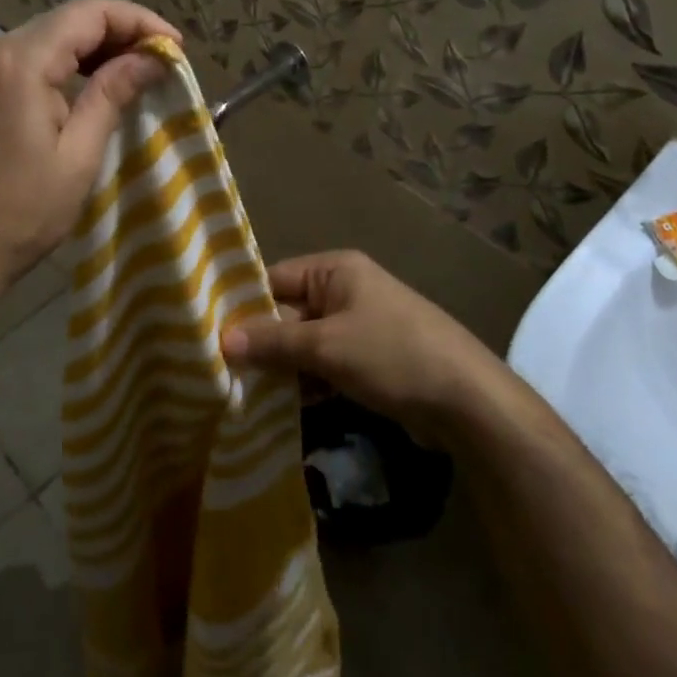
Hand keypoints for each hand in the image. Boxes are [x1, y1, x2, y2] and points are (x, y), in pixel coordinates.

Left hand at [0, 0, 178, 302]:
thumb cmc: (21, 211)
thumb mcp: (79, 154)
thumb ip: (113, 94)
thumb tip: (152, 58)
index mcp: (19, 61)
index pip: (89, 13)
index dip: (138, 21)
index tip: (175, 48)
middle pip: (67, 19)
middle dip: (119, 32)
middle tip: (161, 61)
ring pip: (48, 37)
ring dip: (94, 48)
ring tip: (136, 72)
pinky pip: (28, 59)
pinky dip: (65, 64)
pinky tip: (91, 85)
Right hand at [222, 251, 500, 436]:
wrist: (468, 401)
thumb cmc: (392, 355)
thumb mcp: (326, 347)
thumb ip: (273, 343)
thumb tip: (222, 340)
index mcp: (336, 270)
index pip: (275, 279)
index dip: (243, 304)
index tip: (208, 331)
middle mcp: (347, 290)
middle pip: (289, 312)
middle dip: (261, 341)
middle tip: (219, 368)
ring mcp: (361, 326)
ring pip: (306, 343)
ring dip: (282, 366)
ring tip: (240, 391)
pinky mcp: (371, 360)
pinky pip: (326, 364)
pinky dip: (306, 381)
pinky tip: (279, 406)